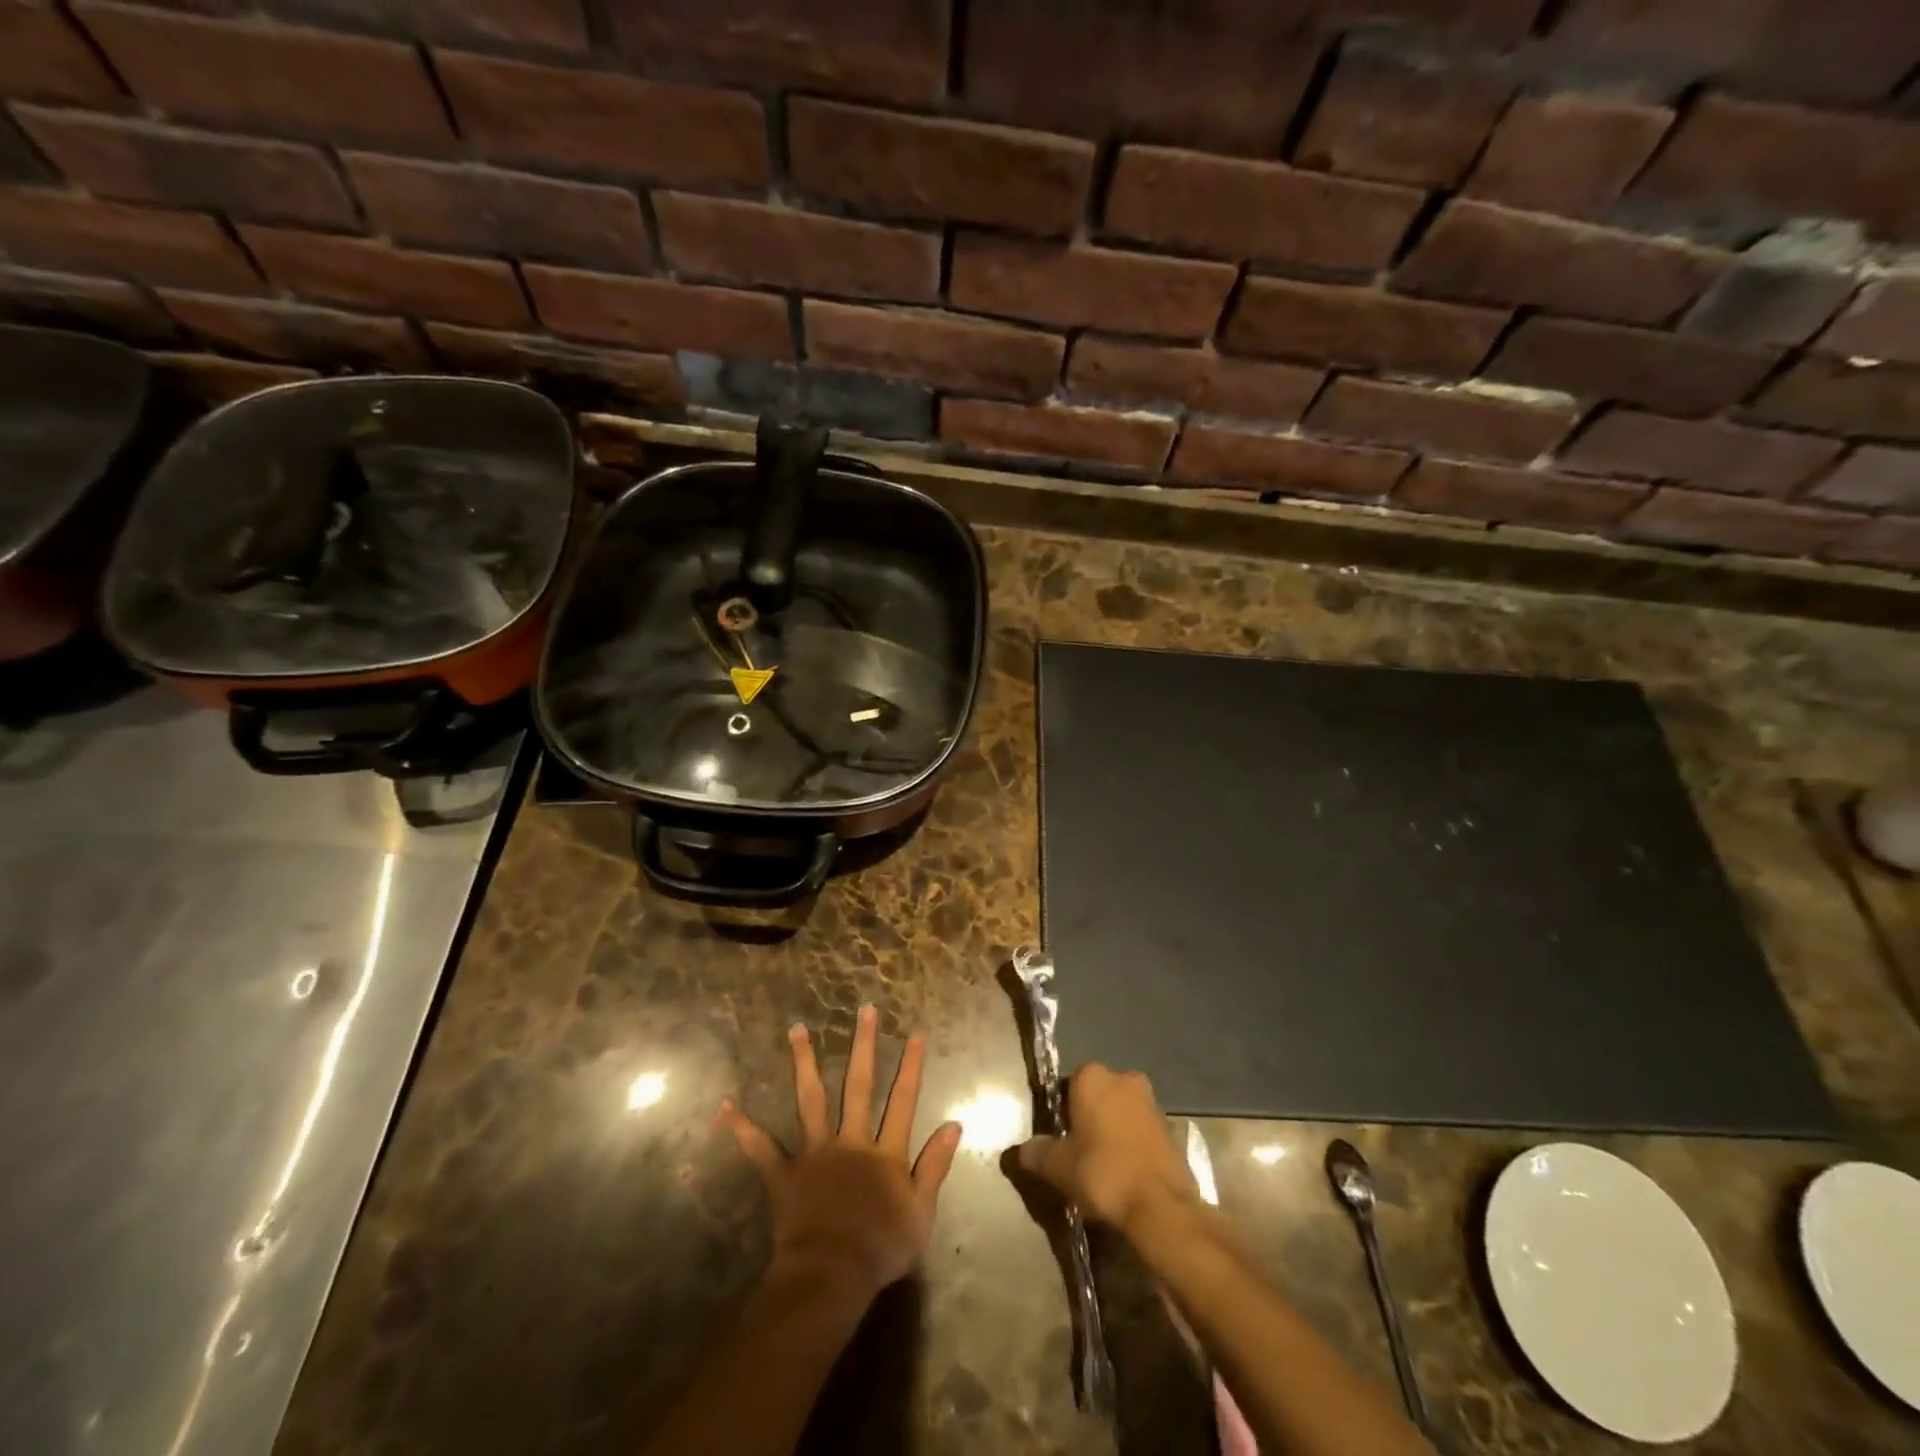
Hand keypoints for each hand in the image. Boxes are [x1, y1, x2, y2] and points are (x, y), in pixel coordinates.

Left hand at [720, 1005, 962, 1301]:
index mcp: (885, 1152)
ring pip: (811, 1100)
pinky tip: (726, 1107)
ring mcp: (815, 1153)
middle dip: (863, 1045)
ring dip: (804, 1063)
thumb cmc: (880, 1248)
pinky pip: (761, 1149)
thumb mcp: (922, 1211)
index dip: (911, 1066)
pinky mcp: (785, 1174)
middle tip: (864, 1009)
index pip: (903, 1100)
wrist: (831, 1277)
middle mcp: (850, 1141)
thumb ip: (935, 1165)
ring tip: (797, 1030)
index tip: (915, 1032)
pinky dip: (744, 1128)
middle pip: (859, 1086)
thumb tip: (954, 1124)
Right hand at [1016, 1064, 1197, 1235]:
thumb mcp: (1057, 1166)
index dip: (1059, 1112)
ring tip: (1102, 1167)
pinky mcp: (1171, 1127)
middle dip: (1087, 1118)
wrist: (1161, 1207)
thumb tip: (1024, 1149)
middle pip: (1095, 1096)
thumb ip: (1036, 1152)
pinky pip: (1140, 1131)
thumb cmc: (1103, 1173)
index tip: (1057, 1139)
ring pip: (1120, 1112)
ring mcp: (1151, 1101)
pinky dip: (1131, 1145)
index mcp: (1092, 1076)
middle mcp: (1123, 1077)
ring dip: (1111, 1131)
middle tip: (1077, 1153)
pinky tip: (1125, 1174)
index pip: (1066, 1085)